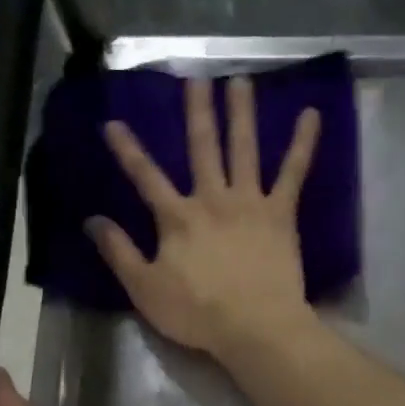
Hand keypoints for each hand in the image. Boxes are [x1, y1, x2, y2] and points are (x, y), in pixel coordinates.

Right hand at [90, 76, 320, 358]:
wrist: (254, 327)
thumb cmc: (197, 313)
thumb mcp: (145, 289)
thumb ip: (119, 253)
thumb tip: (92, 221)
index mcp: (177, 218)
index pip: (146, 177)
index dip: (128, 150)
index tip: (113, 122)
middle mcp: (212, 199)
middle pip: (201, 148)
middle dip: (196, 113)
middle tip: (194, 78)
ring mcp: (249, 203)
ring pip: (244, 149)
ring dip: (241, 113)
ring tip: (240, 81)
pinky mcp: (281, 215)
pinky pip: (293, 173)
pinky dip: (303, 144)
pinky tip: (312, 114)